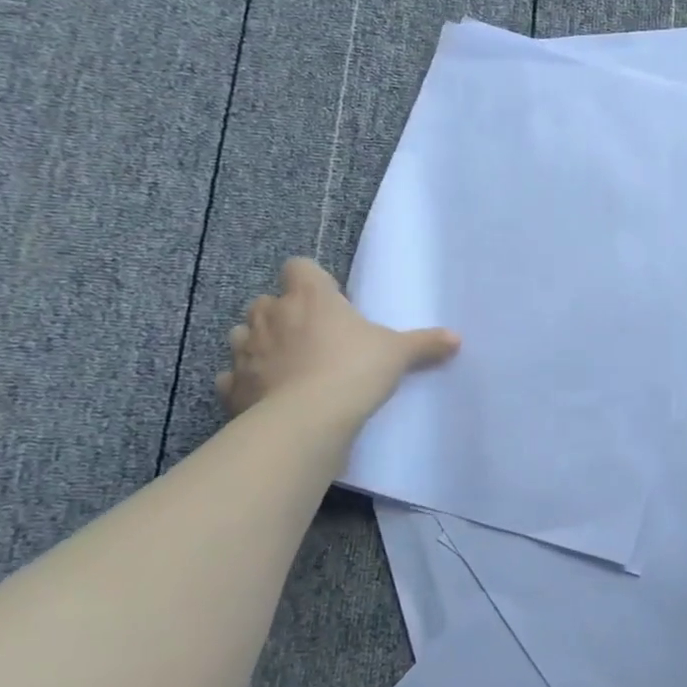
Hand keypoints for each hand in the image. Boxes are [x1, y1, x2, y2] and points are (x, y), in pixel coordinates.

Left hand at [216, 258, 458, 427]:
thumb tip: (456, 338)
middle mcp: (271, 314)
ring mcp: (246, 349)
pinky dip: (245, 382)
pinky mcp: (231, 385)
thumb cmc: (354, 370)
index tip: (330, 300)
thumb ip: (424, 343)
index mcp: (310, 296)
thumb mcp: (398, 354)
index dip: (311, 280)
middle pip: (267, 300)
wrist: (307, 420)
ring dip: (260, 343)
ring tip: (286, 364)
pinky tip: (265, 394)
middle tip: (312, 337)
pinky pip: (233, 376)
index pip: (299, 267)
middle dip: (283, 314)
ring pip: (243, 334)